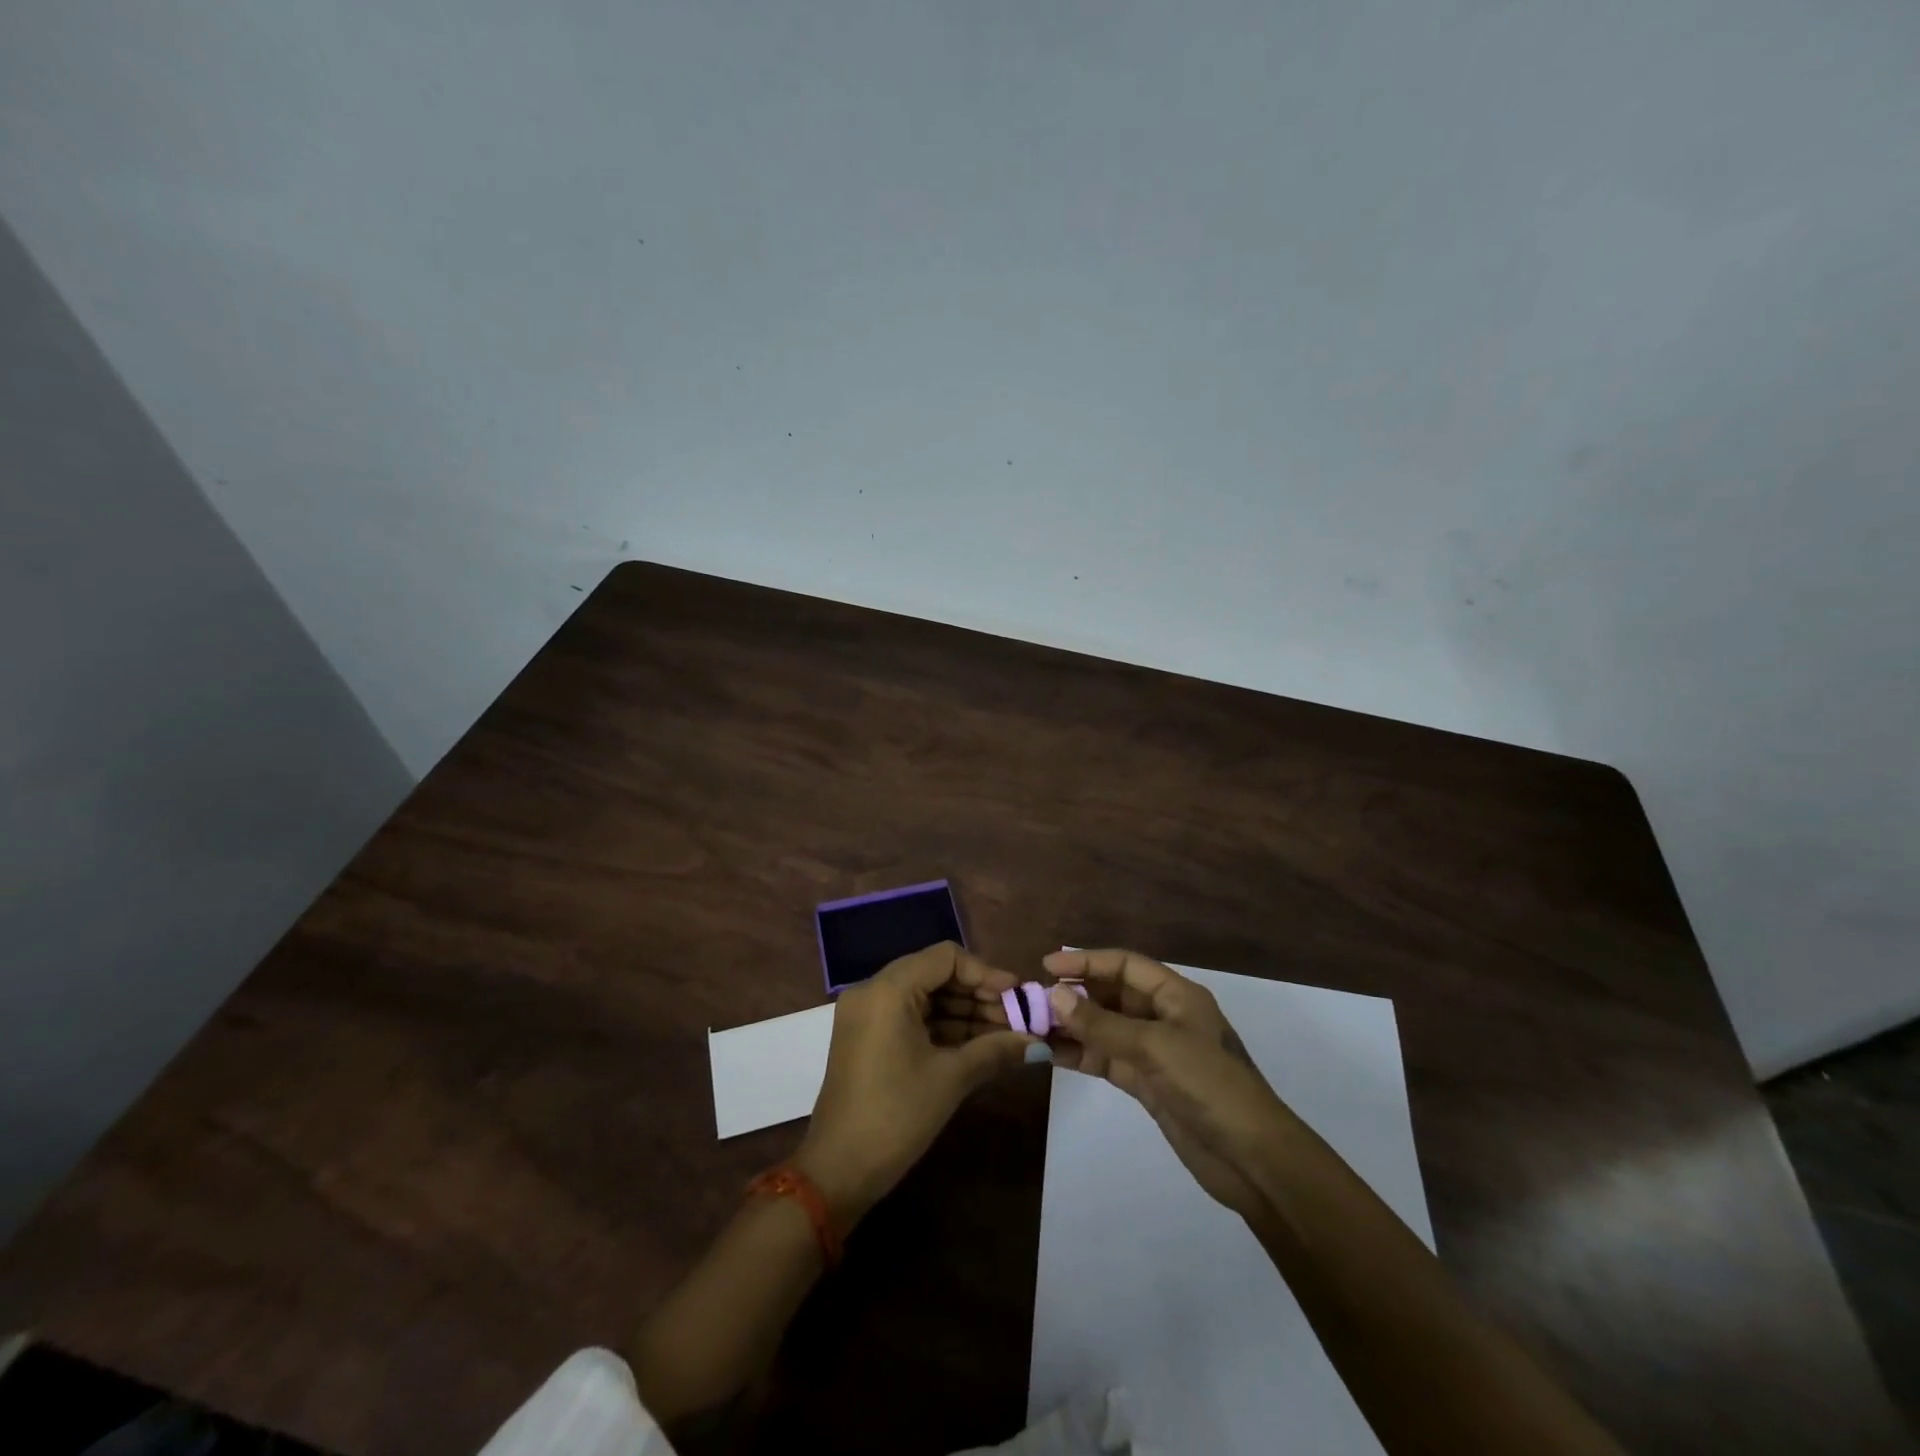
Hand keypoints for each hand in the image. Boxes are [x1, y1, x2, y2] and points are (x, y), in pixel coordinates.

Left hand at [796, 942, 1040, 1226]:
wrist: (837, 1171)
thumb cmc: (895, 1115)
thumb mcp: (950, 1079)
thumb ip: (995, 1050)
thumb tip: (1038, 1042)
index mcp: (887, 989)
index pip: (945, 957)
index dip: (985, 973)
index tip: (1017, 995)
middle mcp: (872, 991)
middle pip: (935, 974)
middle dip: (978, 995)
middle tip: (1016, 1018)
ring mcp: (867, 1014)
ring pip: (925, 997)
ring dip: (964, 1012)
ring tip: (1005, 1035)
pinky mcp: (867, 1037)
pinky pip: (911, 1017)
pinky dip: (942, 1027)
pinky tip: (977, 1045)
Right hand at [1043, 948, 1293, 1219]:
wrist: (1253, 1159)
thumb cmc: (1210, 1086)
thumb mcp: (1155, 1048)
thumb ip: (1103, 1025)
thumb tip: (1054, 996)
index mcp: (1176, 995)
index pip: (1124, 965)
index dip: (1087, 961)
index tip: (1046, 966)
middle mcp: (1165, 1017)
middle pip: (1112, 995)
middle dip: (1075, 995)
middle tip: (1033, 1002)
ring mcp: (1156, 1052)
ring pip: (1106, 1029)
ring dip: (1073, 1027)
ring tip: (1034, 1028)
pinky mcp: (1148, 1084)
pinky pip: (1108, 1059)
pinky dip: (1082, 1055)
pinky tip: (1053, 1055)